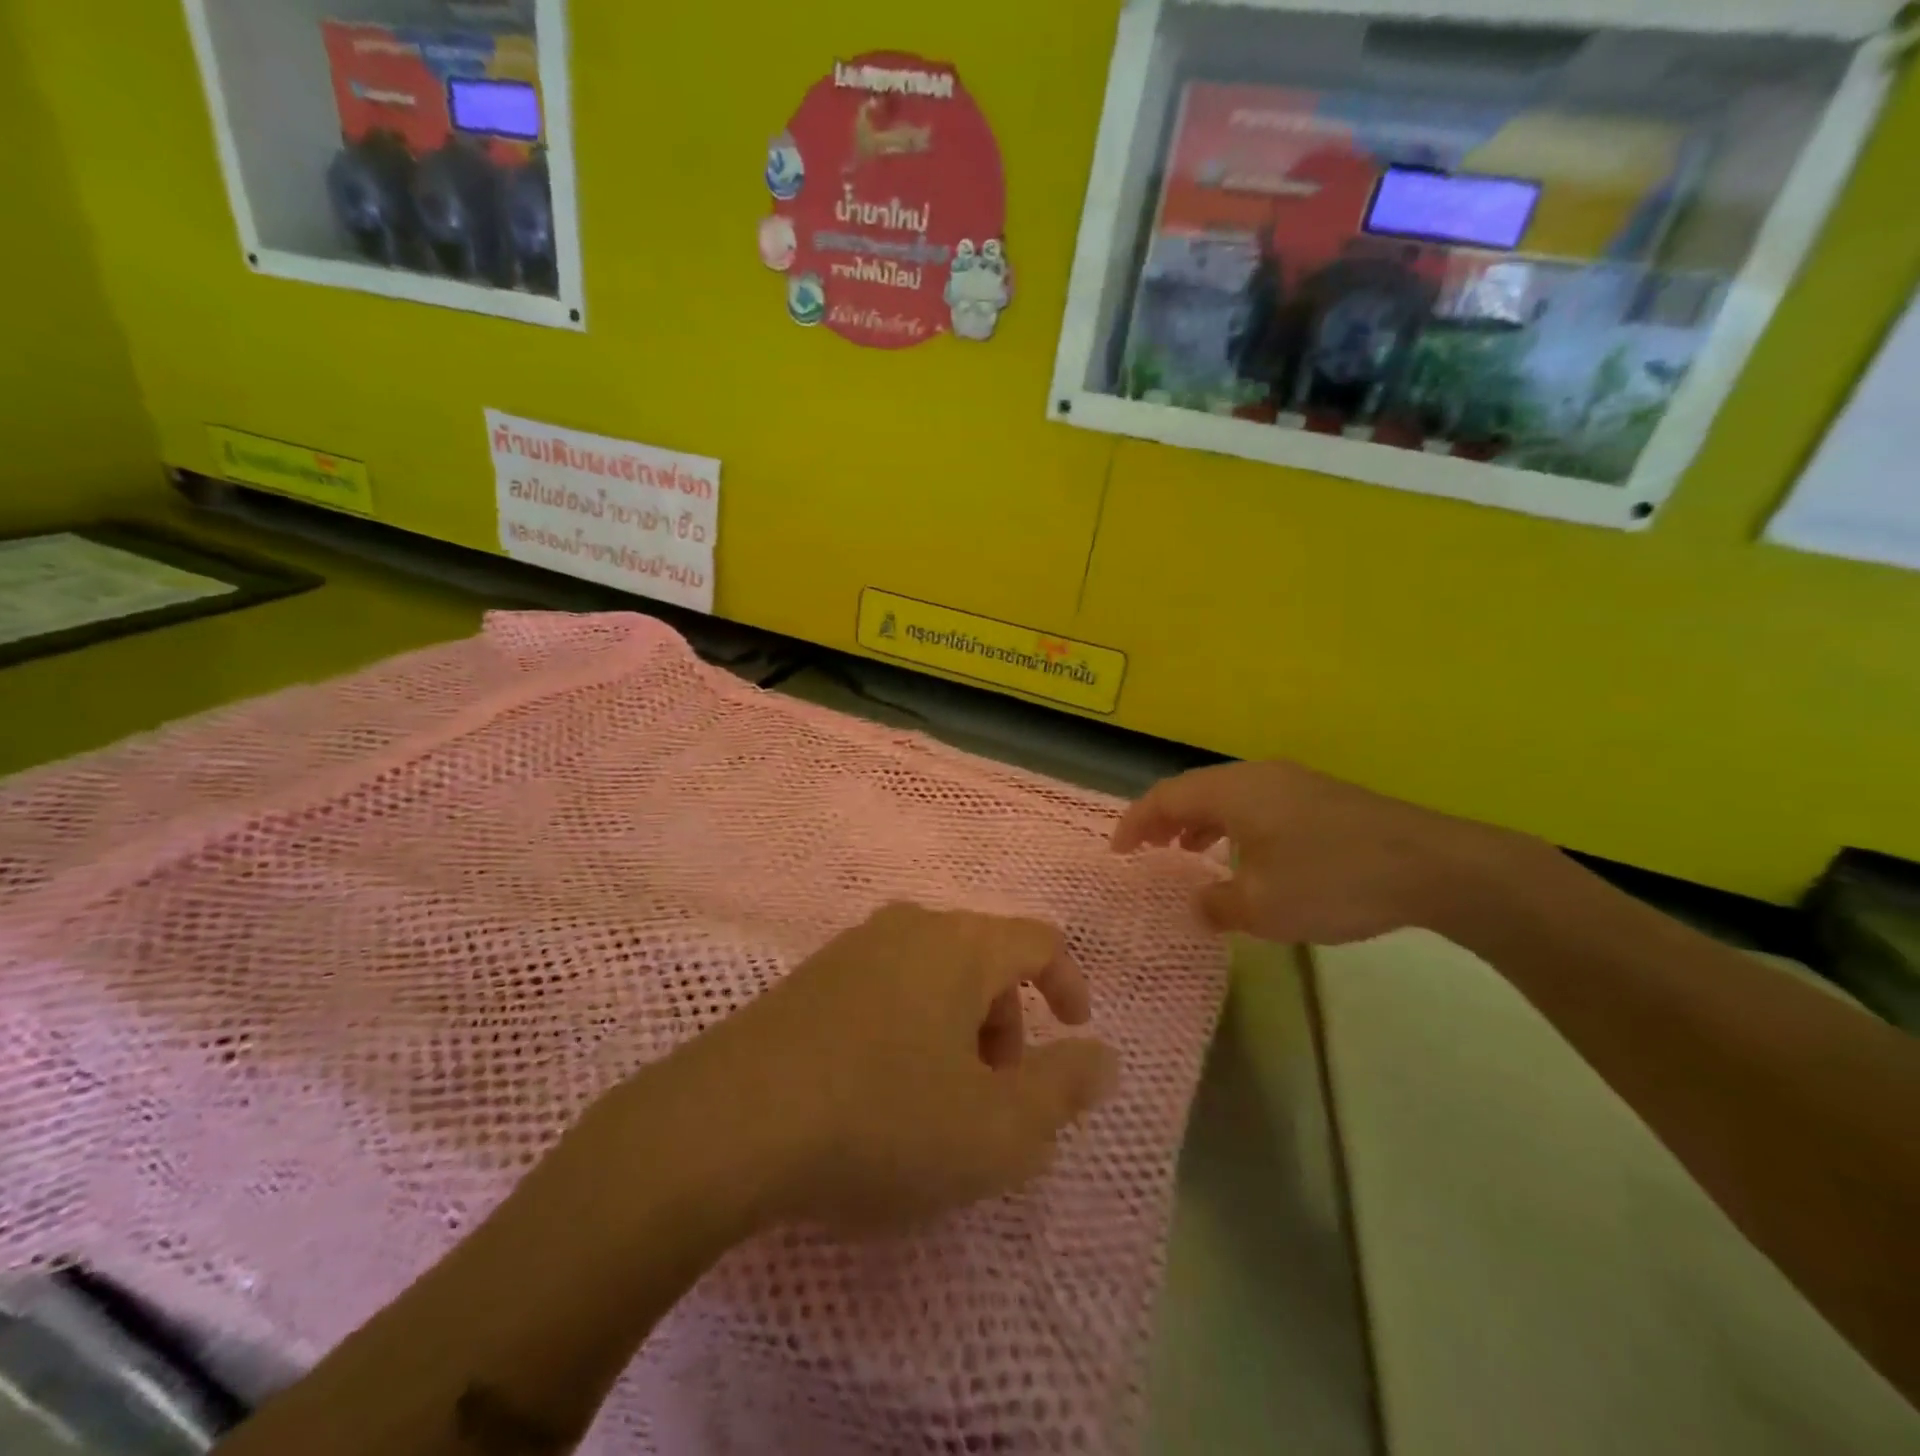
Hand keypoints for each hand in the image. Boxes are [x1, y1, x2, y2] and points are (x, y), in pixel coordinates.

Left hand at [658, 903, 1118, 1234]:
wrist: (727, 1124)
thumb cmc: (883, 1120)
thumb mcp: (997, 1129)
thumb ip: (1063, 1090)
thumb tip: (1101, 1056)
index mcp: (961, 945)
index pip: (1038, 940)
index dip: (1067, 983)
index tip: (1072, 1032)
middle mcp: (908, 928)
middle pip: (983, 957)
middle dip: (1006, 1020)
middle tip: (996, 1090)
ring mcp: (850, 949)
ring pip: (931, 974)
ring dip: (956, 1027)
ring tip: (939, 1100)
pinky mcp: (806, 980)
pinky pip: (883, 989)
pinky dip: (907, 1028)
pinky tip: (878, 1091)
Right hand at [1112, 760, 1522, 945]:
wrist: (1433, 866)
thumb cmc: (1332, 881)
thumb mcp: (1263, 907)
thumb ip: (1217, 905)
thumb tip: (1198, 903)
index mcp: (1232, 791)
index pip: (1164, 797)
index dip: (1135, 824)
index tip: (1118, 853)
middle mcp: (1256, 775)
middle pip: (1193, 789)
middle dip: (1164, 820)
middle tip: (1147, 852)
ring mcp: (1292, 782)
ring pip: (1226, 795)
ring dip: (1199, 822)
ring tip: (1188, 853)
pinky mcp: (1320, 796)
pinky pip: (1256, 803)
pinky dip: (1233, 825)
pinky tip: (1246, 857)